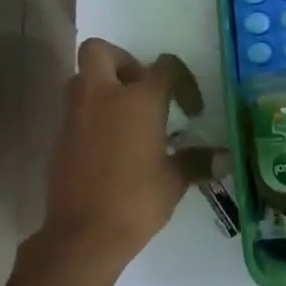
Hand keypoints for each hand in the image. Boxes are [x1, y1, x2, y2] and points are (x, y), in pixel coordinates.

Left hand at [35, 40, 221, 266]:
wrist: (82, 235)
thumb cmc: (135, 202)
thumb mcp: (174, 181)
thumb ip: (197, 162)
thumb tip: (226, 158)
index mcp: (138, 100)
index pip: (164, 67)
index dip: (182, 81)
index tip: (191, 109)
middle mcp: (102, 96)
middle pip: (100, 50)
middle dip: (121, 61)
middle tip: (141, 90)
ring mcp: (75, 115)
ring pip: (82, 78)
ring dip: (102, 86)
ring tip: (124, 117)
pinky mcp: (59, 137)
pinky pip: (74, 110)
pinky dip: (90, 116)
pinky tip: (108, 146)